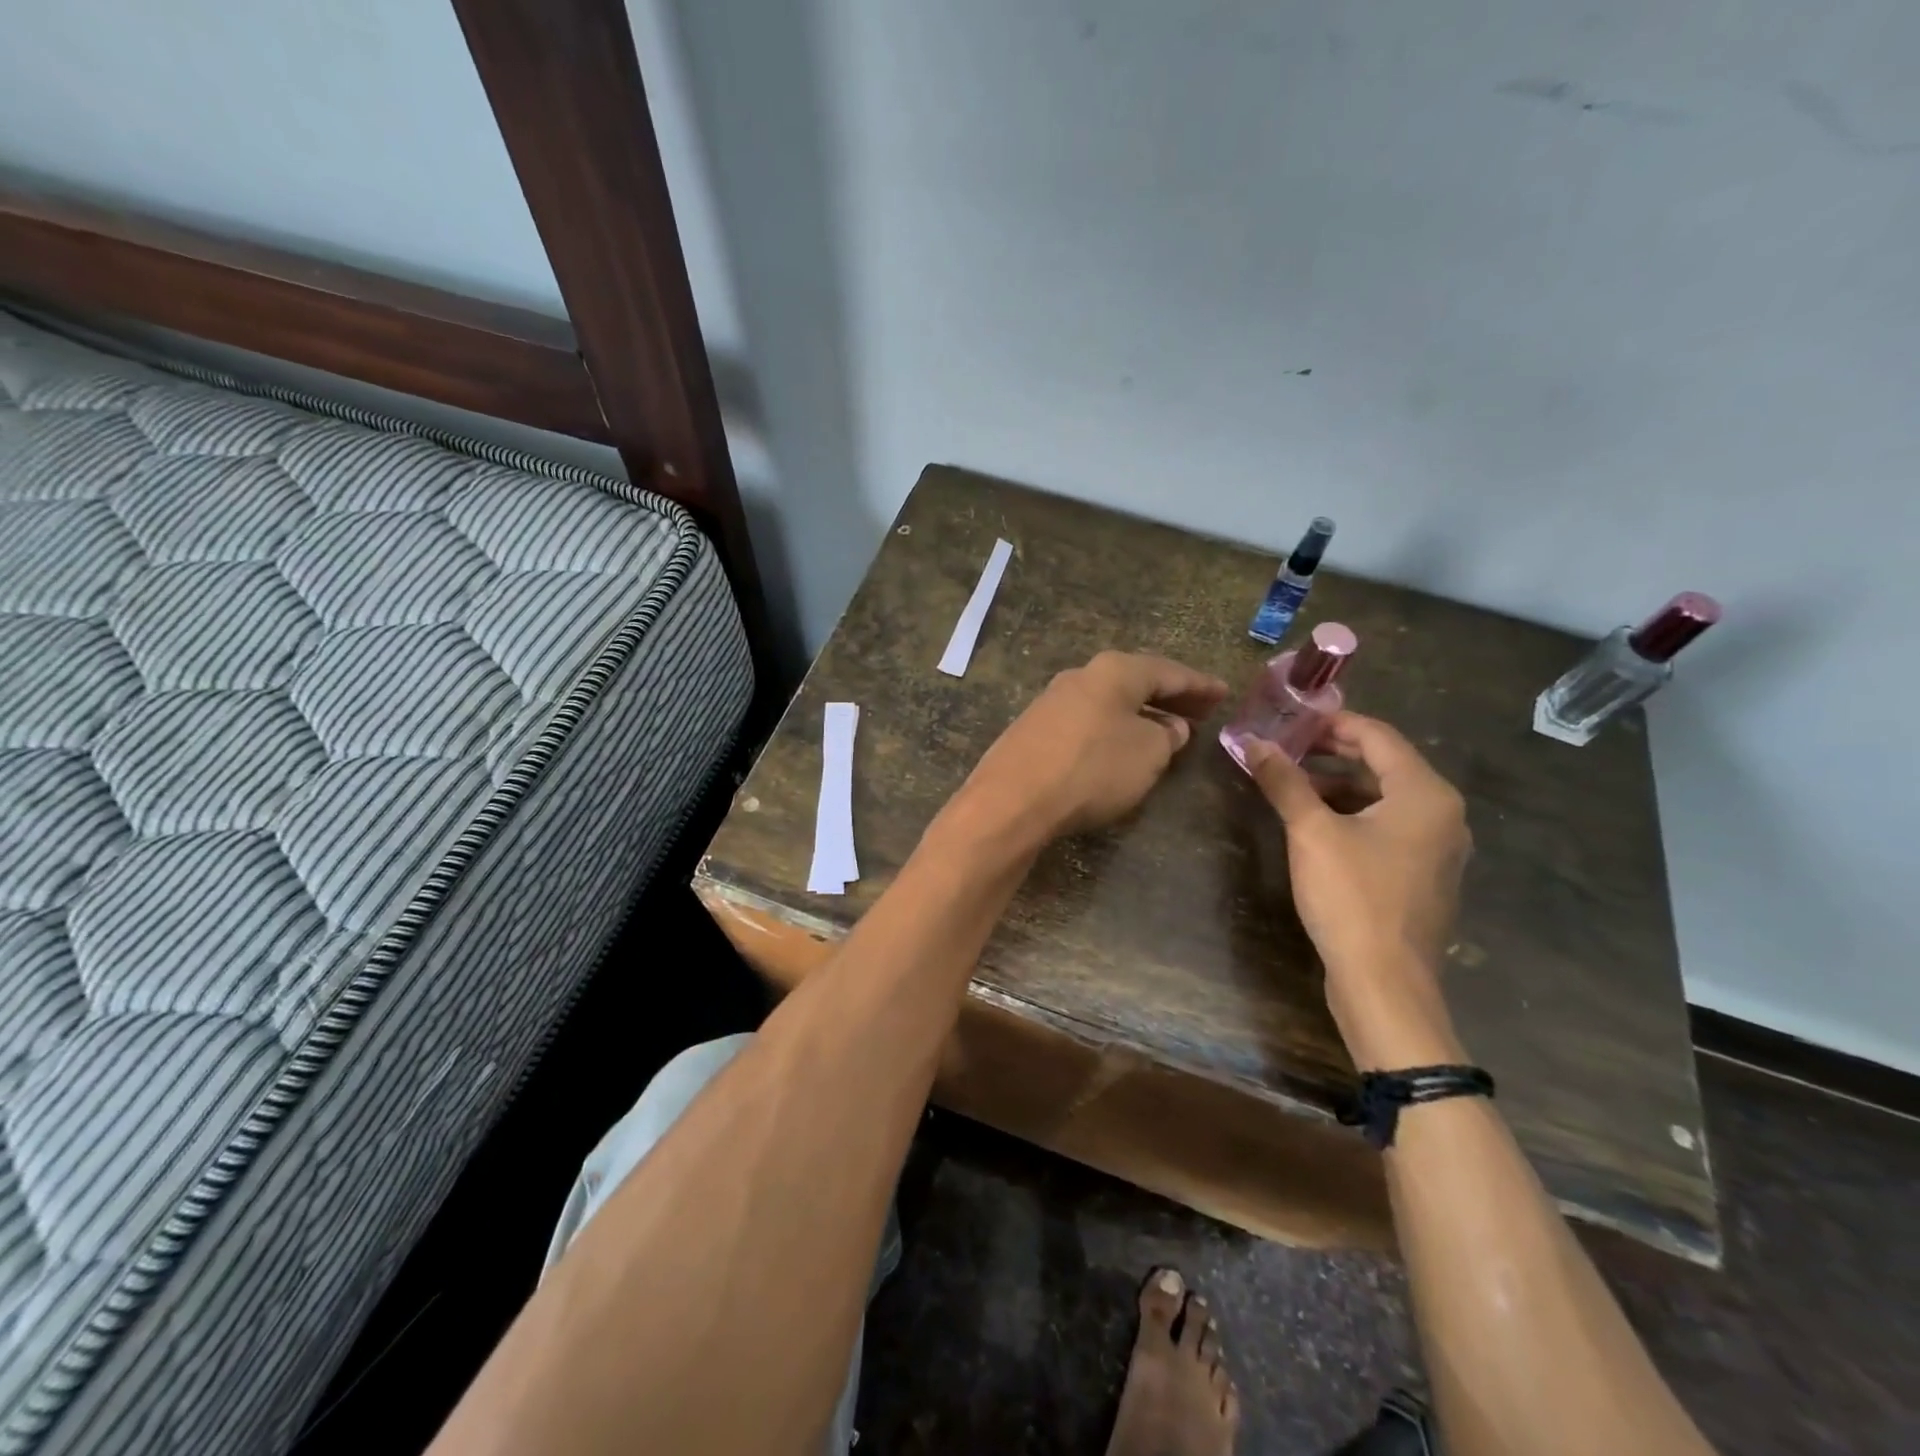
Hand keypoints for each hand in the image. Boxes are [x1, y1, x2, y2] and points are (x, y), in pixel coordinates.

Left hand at [949, 651, 1227, 850]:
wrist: (1012, 800)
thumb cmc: (1092, 769)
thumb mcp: (1147, 754)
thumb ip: (1166, 737)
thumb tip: (1169, 727)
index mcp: (1114, 671)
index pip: (1168, 672)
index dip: (1200, 685)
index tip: (1224, 693)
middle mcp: (1080, 676)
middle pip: (1135, 682)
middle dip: (1171, 698)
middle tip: (1201, 711)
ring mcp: (1051, 702)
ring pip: (1109, 702)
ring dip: (1140, 714)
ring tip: (1166, 732)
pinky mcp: (1033, 730)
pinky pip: (1087, 721)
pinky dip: (1112, 729)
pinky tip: (1120, 748)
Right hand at [1242, 714, 1471, 1068]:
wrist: (1385, 982)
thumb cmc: (1352, 897)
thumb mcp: (1311, 832)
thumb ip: (1285, 782)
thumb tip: (1255, 743)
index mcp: (1425, 794)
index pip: (1377, 736)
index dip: (1332, 722)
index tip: (1291, 720)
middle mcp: (1443, 814)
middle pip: (1385, 764)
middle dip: (1334, 753)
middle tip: (1288, 748)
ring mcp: (1439, 847)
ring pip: (1386, 797)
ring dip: (1341, 785)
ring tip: (1294, 786)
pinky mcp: (1426, 874)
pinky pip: (1391, 826)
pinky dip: (1355, 814)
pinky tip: (1319, 826)